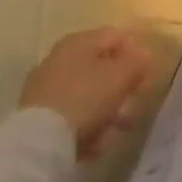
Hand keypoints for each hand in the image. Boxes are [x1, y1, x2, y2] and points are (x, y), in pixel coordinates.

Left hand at [19, 28, 154, 158]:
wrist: (38, 142)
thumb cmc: (85, 98)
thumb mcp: (121, 76)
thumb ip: (137, 62)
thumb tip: (142, 56)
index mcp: (79, 40)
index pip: (116, 36)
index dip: (136, 53)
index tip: (146, 77)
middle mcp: (59, 58)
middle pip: (99, 67)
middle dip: (119, 87)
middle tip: (132, 106)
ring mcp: (44, 87)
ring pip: (85, 94)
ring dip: (104, 110)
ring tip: (115, 132)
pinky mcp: (35, 116)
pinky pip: (69, 116)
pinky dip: (84, 127)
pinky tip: (94, 146)